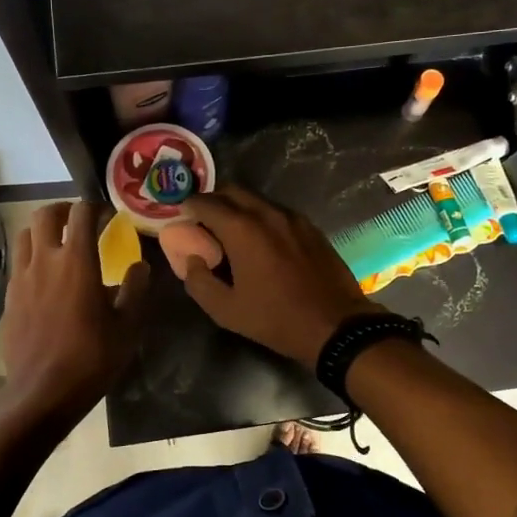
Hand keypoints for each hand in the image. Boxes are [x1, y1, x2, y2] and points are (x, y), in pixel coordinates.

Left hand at [0, 202, 148, 421]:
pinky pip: (19, 262)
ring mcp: (22, 277)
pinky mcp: (10, 296)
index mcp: (77, 261)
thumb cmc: (91, 358)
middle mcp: (45, 260)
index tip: (109, 217)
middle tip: (80, 222)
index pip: (82, 214)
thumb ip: (136, 289)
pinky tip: (46, 276)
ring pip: (25, 235)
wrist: (42, 392)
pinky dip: (32, 256)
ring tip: (59, 244)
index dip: (96, 208)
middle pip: (45, 214)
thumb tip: (140, 265)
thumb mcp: (128, 326)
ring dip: (43, 231)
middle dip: (64, 210)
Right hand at [180, 186, 381, 366]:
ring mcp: (293, 218)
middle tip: (202, 221)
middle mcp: (267, 213)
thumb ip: (198, 282)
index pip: (206, 202)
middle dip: (213, 200)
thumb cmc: (276, 319)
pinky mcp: (310, 227)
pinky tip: (261, 241)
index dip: (188, 206)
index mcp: (242, 229)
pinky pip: (277, 212)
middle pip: (232, 191)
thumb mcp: (226, 310)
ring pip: (256, 200)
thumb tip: (191, 260)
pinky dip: (260, 217)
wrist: (336, 325)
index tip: (180, 216)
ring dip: (237, 207)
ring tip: (230, 232)